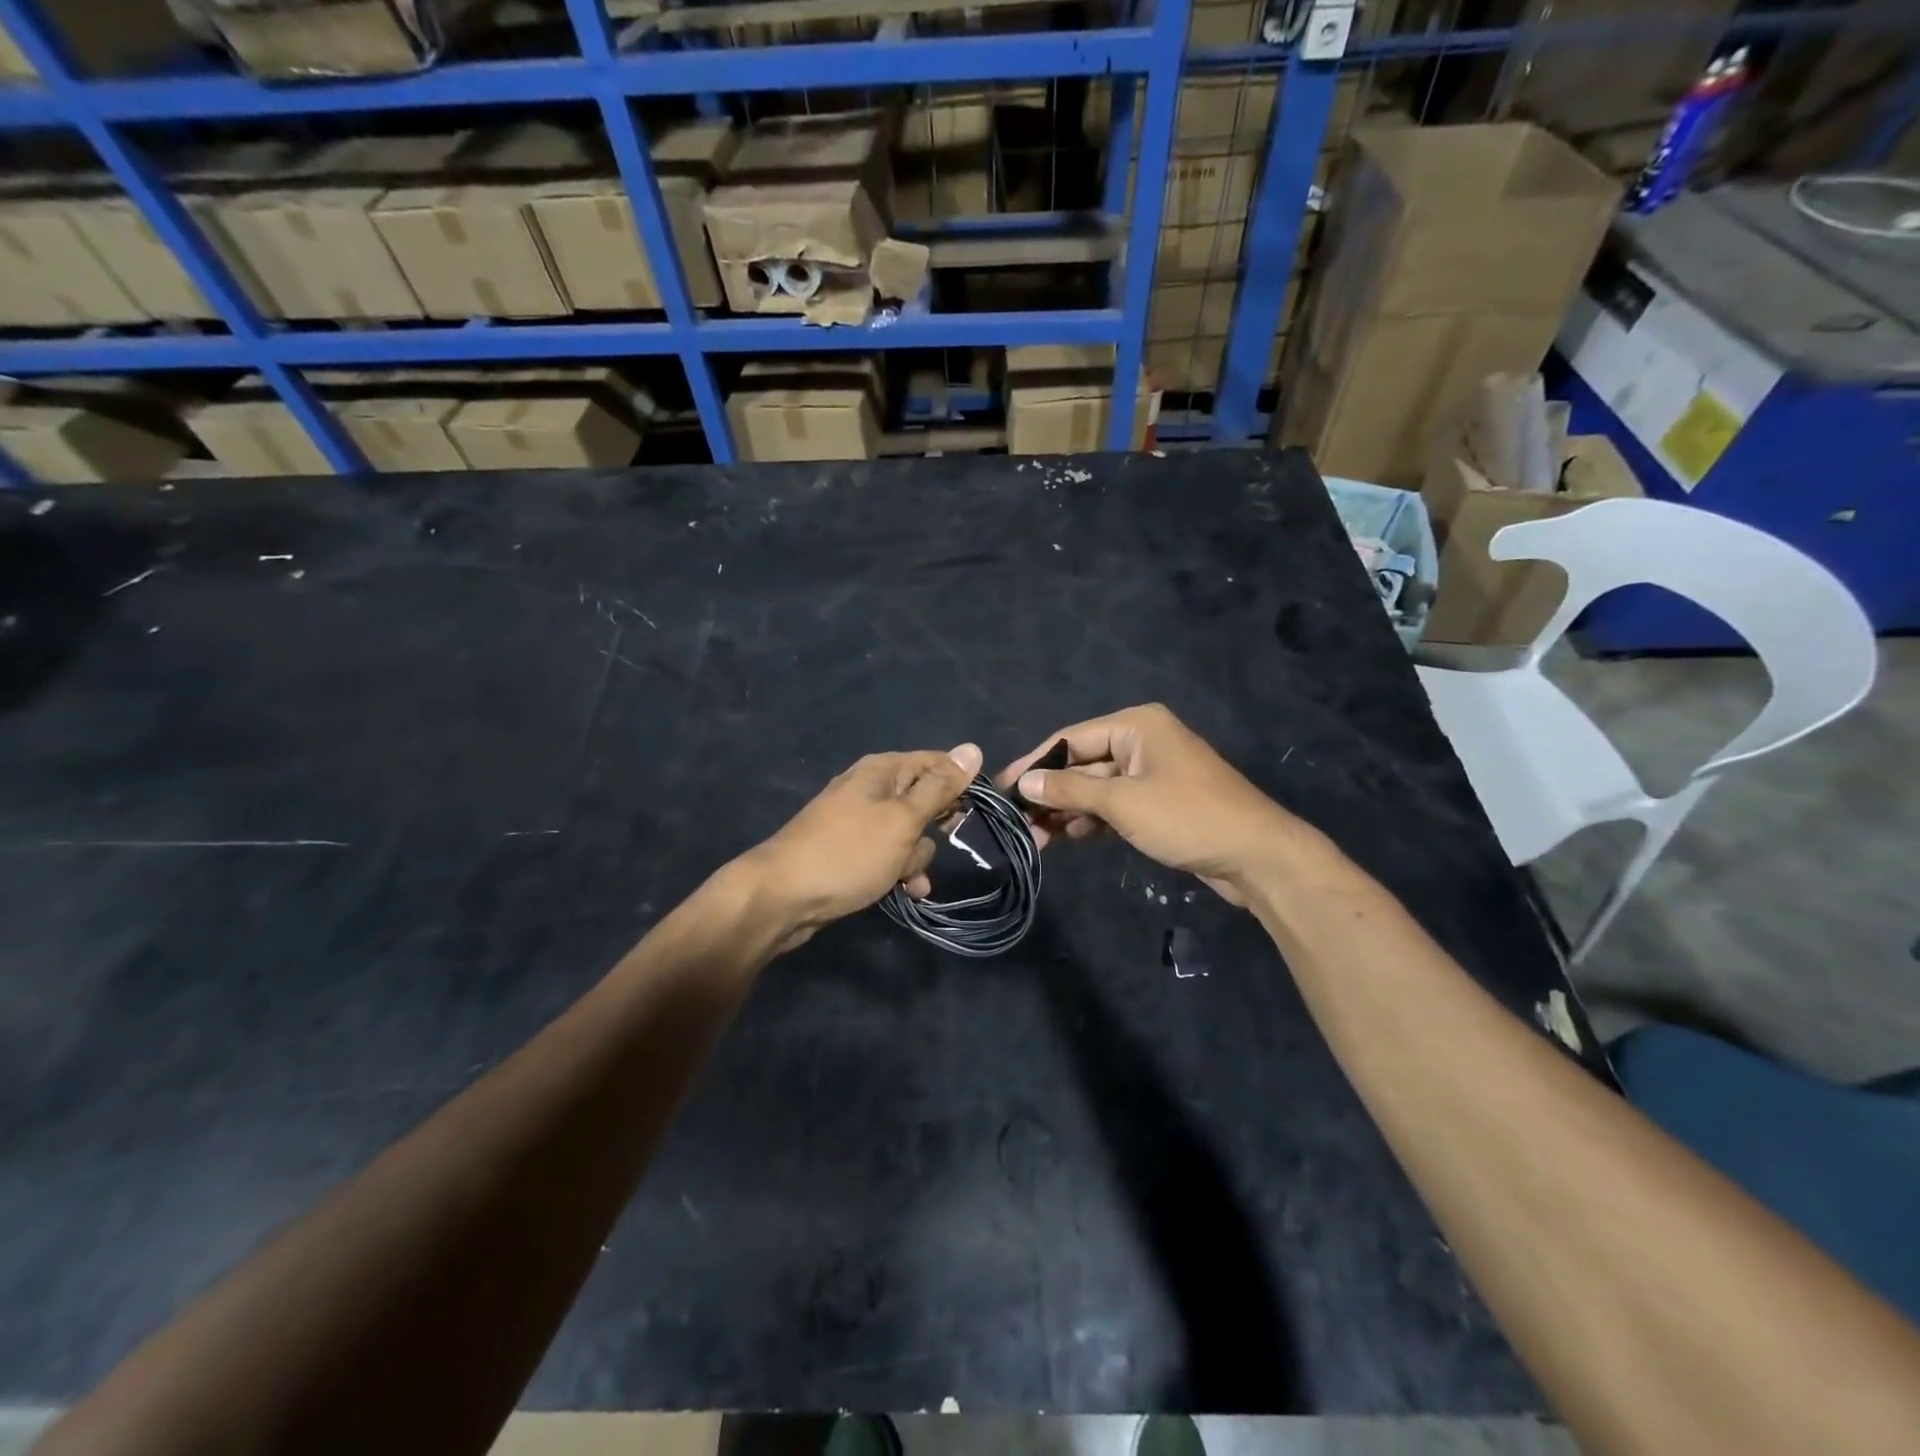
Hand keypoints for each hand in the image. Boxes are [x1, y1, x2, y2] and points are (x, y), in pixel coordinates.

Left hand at [744, 744, 981, 949]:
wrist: (782, 897)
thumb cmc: (849, 852)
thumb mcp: (902, 819)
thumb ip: (939, 787)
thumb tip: (972, 749)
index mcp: (882, 771)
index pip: (936, 763)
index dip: (960, 784)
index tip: (977, 811)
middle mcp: (871, 790)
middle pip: (924, 799)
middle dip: (936, 826)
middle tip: (945, 841)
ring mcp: (859, 823)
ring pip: (909, 834)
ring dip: (916, 857)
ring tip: (907, 877)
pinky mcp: (852, 853)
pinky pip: (889, 856)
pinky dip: (899, 871)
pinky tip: (906, 892)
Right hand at [997, 705, 1294, 904]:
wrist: (1257, 856)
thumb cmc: (1187, 817)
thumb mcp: (1122, 802)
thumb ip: (1069, 791)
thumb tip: (1023, 784)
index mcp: (1136, 725)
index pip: (1070, 739)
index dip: (1034, 764)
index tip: (1002, 789)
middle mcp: (1142, 742)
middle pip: (1082, 764)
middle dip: (1050, 794)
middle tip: (1017, 824)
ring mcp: (1152, 773)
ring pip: (1097, 788)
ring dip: (1068, 811)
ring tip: (1036, 839)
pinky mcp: (1160, 803)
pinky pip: (1115, 805)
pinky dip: (1092, 820)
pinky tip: (1068, 838)